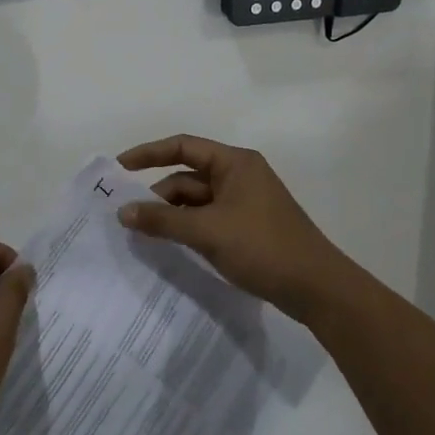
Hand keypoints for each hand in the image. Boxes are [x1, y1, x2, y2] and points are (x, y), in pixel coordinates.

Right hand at [116, 134, 365, 325]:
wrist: (316, 288)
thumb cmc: (262, 247)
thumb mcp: (207, 231)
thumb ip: (163, 220)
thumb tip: (123, 212)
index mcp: (235, 163)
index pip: (182, 146)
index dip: (148, 154)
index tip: (119, 168)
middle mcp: (239, 176)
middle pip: (187, 176)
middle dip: (158, 195)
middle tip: (127, 217)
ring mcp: (244, 203)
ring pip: (196, 201)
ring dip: (171, 214)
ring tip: (143, 235)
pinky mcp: (246, 227)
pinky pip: (207, 219)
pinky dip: (187, 228)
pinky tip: (169, 245)